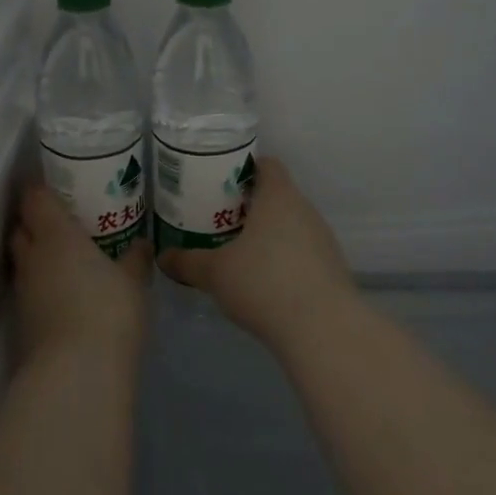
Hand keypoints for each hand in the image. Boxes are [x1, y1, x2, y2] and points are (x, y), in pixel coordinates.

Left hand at [10, 182, 151, 368]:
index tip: (56, 185)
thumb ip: (135, 258)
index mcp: (56, 233)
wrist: (76, 375)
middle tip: (63, 220)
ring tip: (66, 257)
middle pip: (21, 227)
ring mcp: (23, 292)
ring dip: (38, 255)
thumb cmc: (107, 311)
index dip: (40, 189)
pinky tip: (64, 293)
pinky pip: (29, 290)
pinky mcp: (22, 323)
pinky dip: (42, 286)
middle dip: (35, 221)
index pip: (34, 198)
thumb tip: (142, 243)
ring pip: (23, 260)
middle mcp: (32, 256)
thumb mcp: (133, 281)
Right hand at [157, 157, 356, 352]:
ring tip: (241, 250)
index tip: (221, 182)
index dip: (244, 168)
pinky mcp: (333, 268)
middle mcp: (305, 209)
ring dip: (269, 232)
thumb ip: (187, 262)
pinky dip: (285, 258)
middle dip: (251, 204)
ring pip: (292, 224)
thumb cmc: (264, 283)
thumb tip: (162, 257)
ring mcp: (323, 239)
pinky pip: (304, 251)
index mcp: (278, 196)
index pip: (266, 164)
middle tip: (221, 217)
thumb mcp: (215, 273)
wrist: (323, 330)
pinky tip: (266, 281)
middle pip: (278, 194)